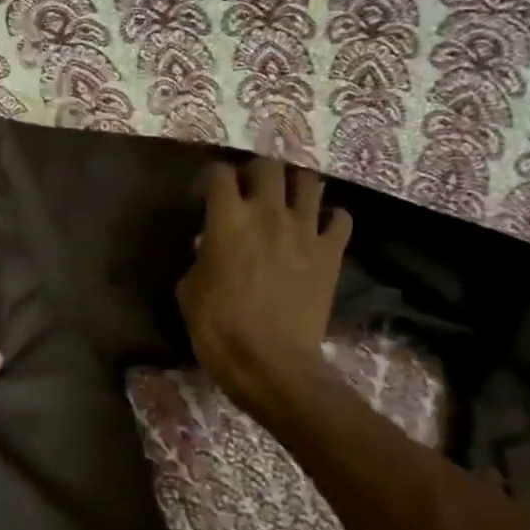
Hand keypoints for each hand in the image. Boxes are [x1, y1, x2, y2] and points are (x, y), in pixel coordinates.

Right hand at [176, 159, 352, 421]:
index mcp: (228, 219)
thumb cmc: (219, 328)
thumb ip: (199, 259)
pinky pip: (340, 218)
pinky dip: (330, 218)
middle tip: (246, 192)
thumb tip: (208, 248)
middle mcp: (269, 213)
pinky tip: (318, 229)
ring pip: (309, 181)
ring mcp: (305, 230)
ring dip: (294, 186)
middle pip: (268, 166)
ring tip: (285, 201)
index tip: (201, 198)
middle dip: (254, 173)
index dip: (208, 179)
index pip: (219, 173)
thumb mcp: (189, 291)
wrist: (271, 363)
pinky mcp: (331, 253)